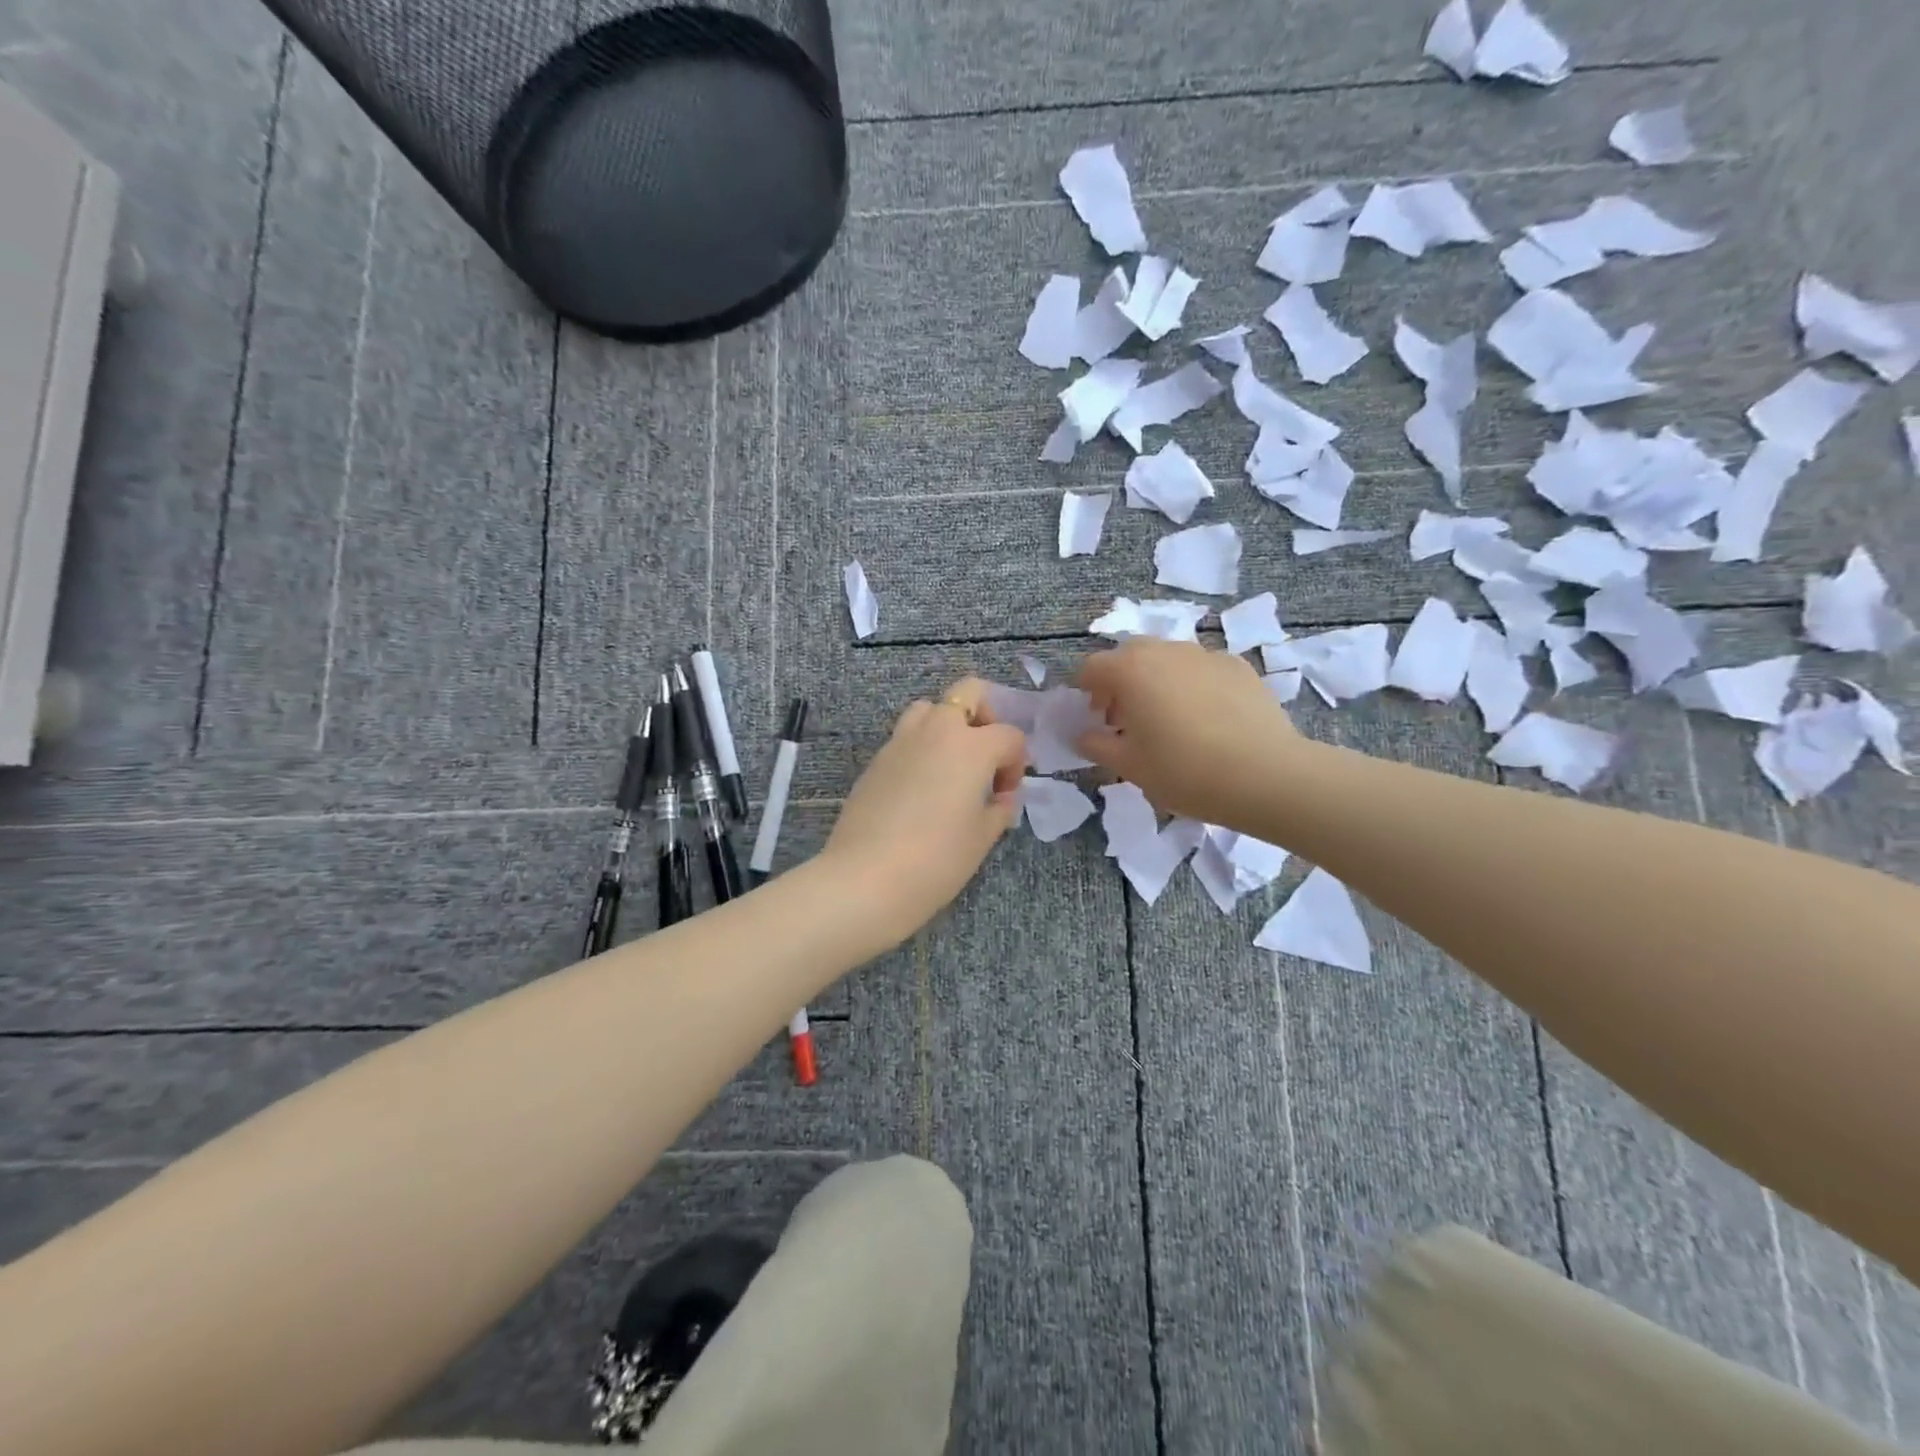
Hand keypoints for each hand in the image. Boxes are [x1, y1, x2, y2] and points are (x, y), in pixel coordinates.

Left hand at [821, 679, 1027, 948]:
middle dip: (986, 717)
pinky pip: (905, 738)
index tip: (1006, 795)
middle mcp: (936, 731)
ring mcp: (900, 741)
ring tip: (951, 768)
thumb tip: (1002, 798)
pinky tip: (921, 789)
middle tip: (985, 757)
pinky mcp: (875, 760)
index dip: (1017, 763)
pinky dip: (920, 749)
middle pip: (969, 693)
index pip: (1009, 735)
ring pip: (929, 709)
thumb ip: (999, 809)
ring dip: (947, 726)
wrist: (865, 879)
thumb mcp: (982, 837)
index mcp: (972, 746)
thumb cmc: (936, 859)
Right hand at [1076, 638, 1302, 823]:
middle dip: (1122, 682)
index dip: (1087, 692)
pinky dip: (1193, 686)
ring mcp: (1206, 655)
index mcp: (1130, 670)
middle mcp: (1166, 651)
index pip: (1092, 667)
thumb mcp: (1129, 767)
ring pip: (1168, 659)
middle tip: (1129, 720)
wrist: (1265, 775)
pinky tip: (1208, 721)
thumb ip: (1097, 746)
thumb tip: (1083, 735)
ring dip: (1158, 681)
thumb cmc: (1183, 771)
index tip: (1097, 720)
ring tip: (1171, 721)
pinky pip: (1202, 670)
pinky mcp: (1239, 667)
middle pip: (1130, 656)